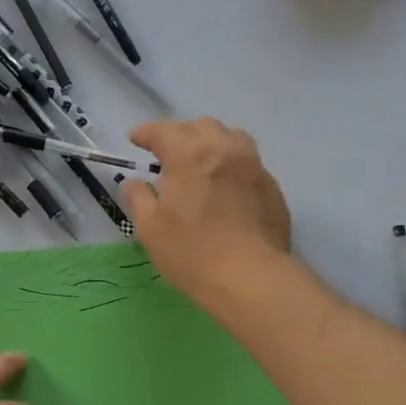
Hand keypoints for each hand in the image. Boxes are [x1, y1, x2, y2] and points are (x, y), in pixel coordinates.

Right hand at [121, 118, 293, 305]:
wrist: (251, 278)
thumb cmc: (192, 253)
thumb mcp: (150, 229)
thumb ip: (139, 198)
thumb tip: (134, 183)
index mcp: (190, 155)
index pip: (163, 131)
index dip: (146, 133)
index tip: (135, 140)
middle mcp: (224, 150)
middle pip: (200, 126)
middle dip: (180, 134)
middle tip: (167, 155)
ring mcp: (253, 166)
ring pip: (231, 138)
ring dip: (211, 143)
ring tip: (201, 163)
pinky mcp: (271, 187)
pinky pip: (248, 163)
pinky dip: (231, 165)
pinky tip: (225, 188)